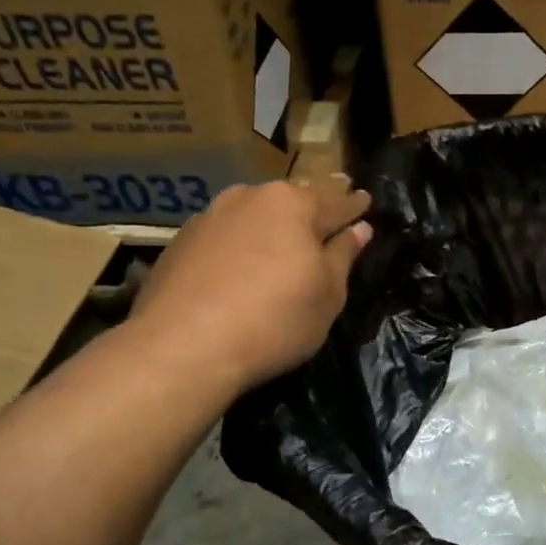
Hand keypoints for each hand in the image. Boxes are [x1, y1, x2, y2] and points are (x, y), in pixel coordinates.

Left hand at [130, 177, 371, 391]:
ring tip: (284, 231)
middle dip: (313, 204)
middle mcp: (250, 198)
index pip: (336, 202)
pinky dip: (240, 241)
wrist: (184, 346)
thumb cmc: (275, 320)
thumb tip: (358, 230)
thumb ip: (342, 256)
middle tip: (330, 204)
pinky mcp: (180, 242)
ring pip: (253, 212)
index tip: (365, 199)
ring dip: (271, 221)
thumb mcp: (327, 295)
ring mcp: (210, 217)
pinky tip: (241, 259)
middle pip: (292, 200)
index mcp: (293, 205)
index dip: (354, 204)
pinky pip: (223, 234)